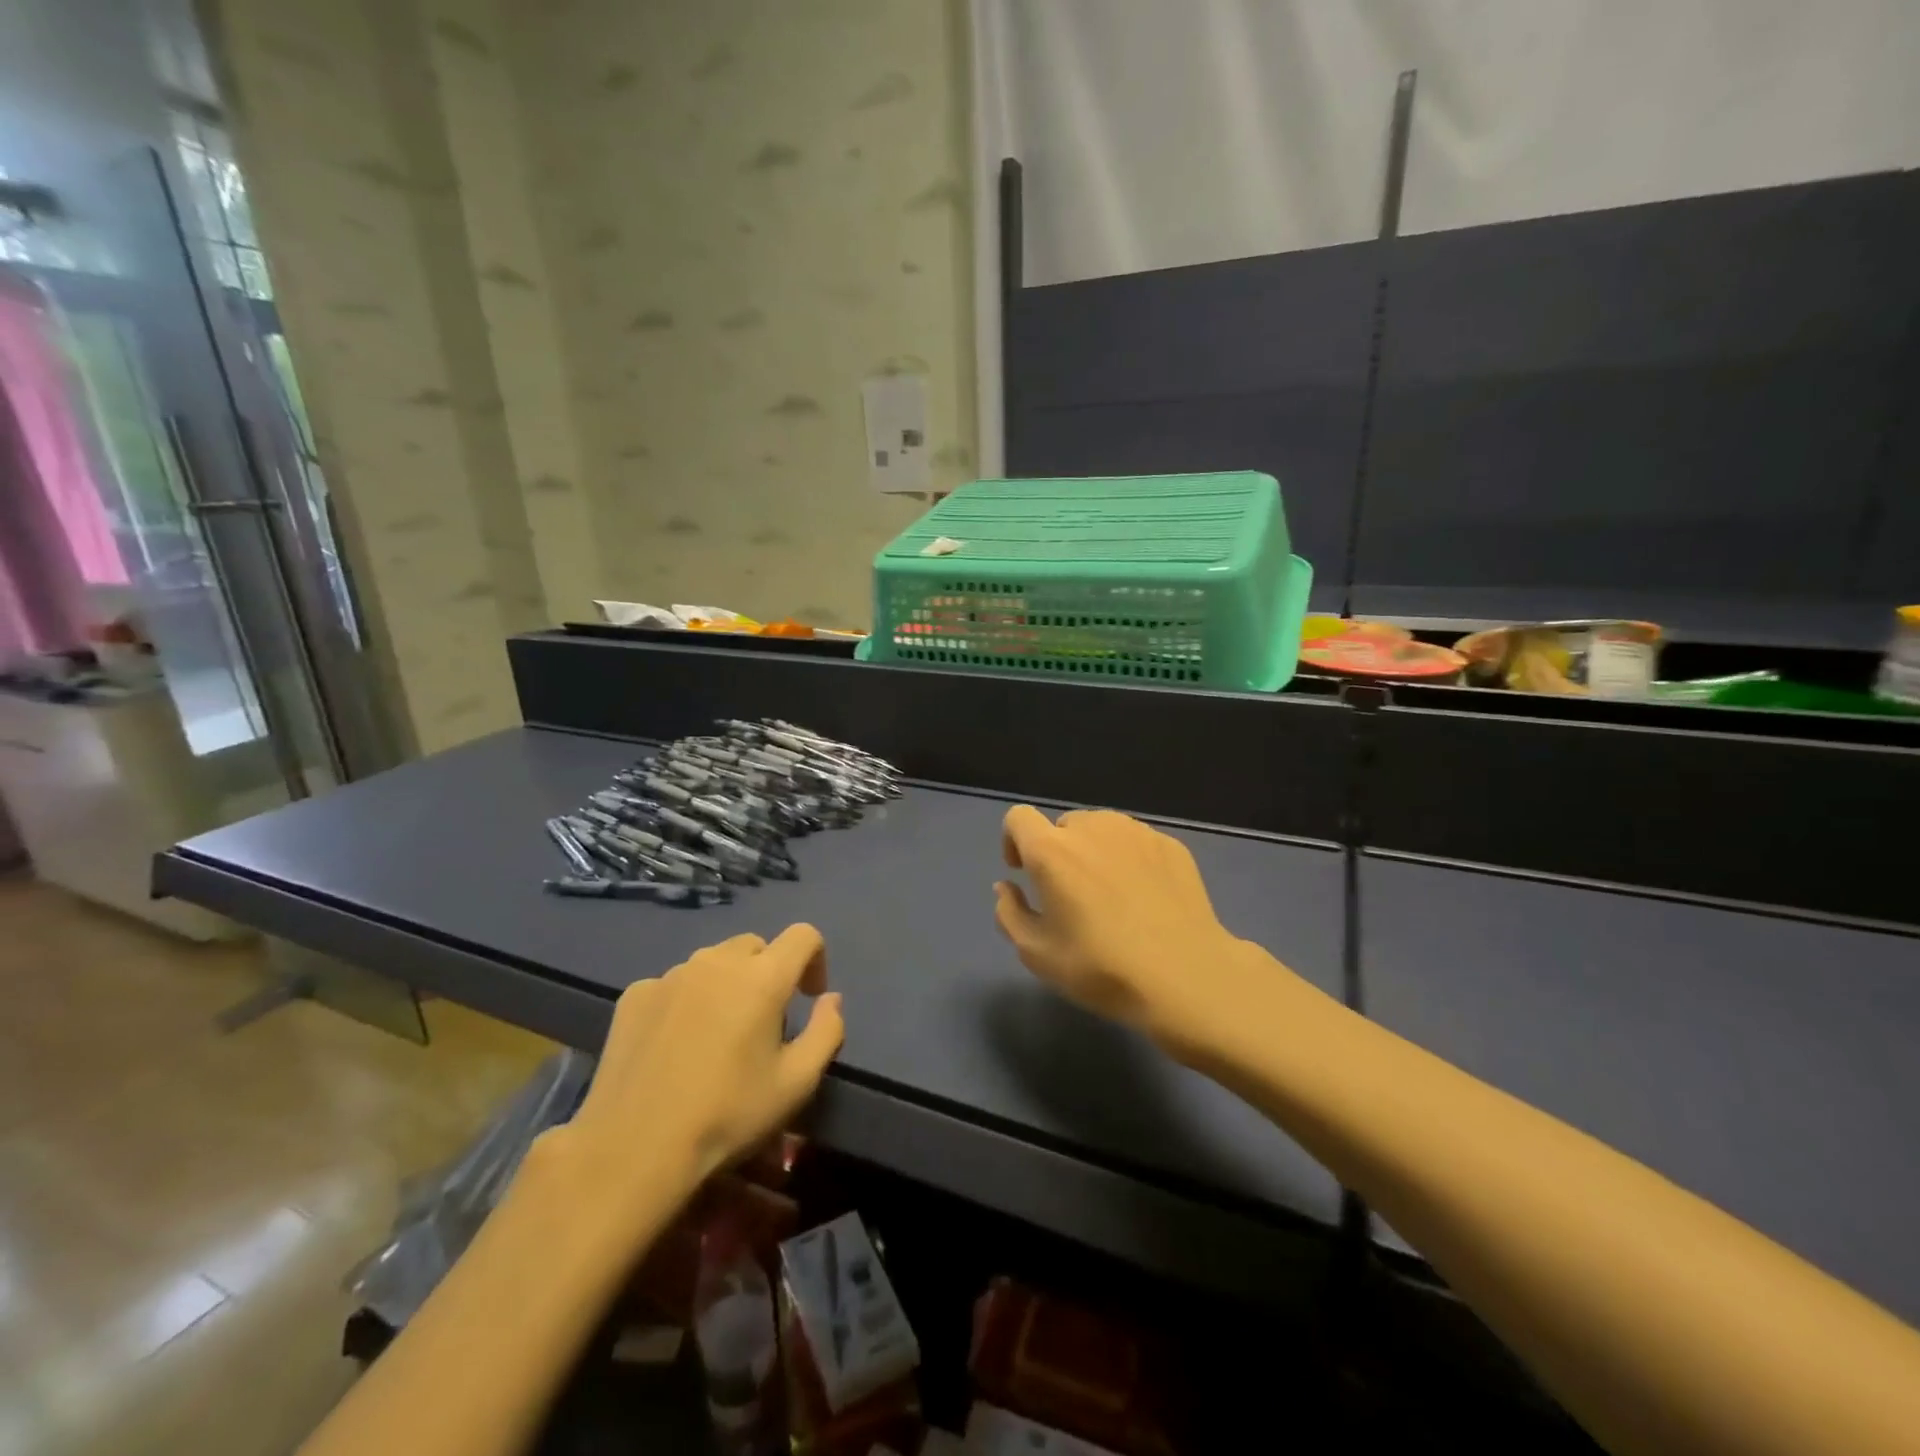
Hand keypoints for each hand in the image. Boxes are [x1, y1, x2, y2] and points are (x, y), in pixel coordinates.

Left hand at [557, 925, 843, 1225]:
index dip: (815, 960)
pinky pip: (675, 983)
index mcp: (763, 977)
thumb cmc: (727, 1116)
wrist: (633, 1150)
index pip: (803, 936)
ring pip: (713, 963)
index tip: (809, 999)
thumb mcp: (797, 1083)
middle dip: (769, 972)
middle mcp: (717, 962)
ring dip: (727, 984)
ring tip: (717, 1034)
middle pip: (756, 946)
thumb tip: (831, 999)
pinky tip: (675, 1045)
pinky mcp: (635, 994)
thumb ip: (827, 1031)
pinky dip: (687, 1001)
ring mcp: (671, 975)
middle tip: (764, 1022)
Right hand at [994, 806, 1275, 1062]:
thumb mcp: (1037, 954)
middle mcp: (1092, 827)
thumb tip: (1006, 887)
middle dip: (1058, 852)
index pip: (1018, 818)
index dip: (1014, 841)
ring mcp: (1136, 832)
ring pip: (1101, 830)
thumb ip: (1009, 913)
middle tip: (1071, 895)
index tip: (1024, 873)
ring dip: (1094, 852)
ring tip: (1109, 895)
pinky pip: (1135, 842)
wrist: (1187, 977)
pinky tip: (1144, 899)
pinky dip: (1129, 860)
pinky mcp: (1170, 845)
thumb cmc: (1102, 968)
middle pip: (1063, 825)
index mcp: (1052, 850)